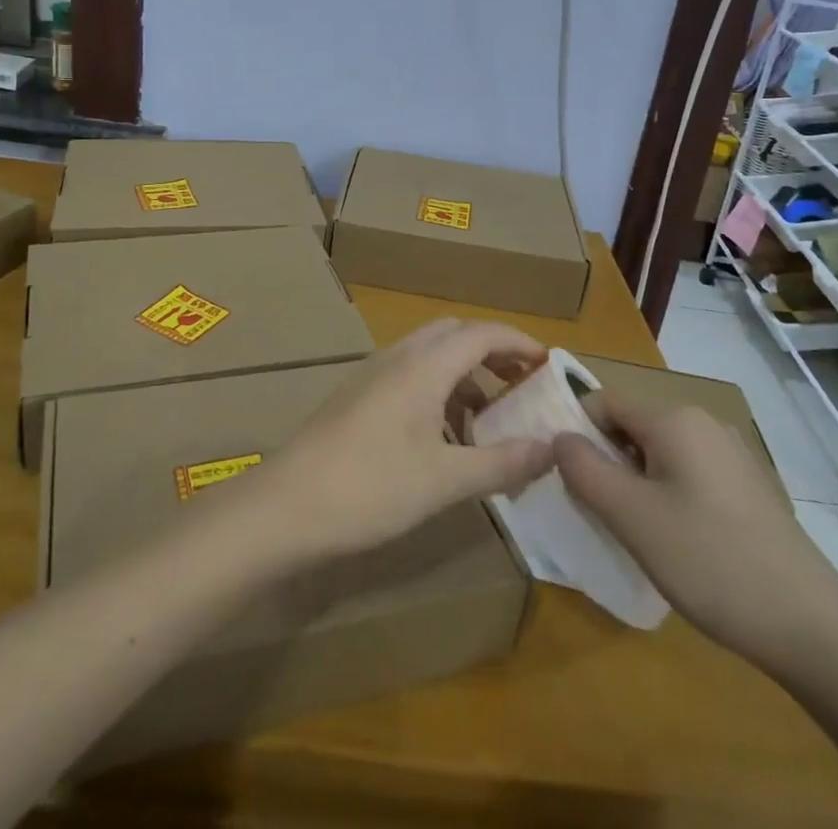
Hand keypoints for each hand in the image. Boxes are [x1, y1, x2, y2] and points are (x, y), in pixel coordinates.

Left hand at [243, 319, 555, 566]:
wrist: (287, 504)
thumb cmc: (371, 488)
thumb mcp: (445, 481)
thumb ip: (501, 462)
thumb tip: (550, 449)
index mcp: (424, 366)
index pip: (481, 333)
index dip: (518, 342)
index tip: (548, 363)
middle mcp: (398, 357)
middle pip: (453, 335)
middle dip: (491, 352)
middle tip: (520, 386)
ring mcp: (372, 374)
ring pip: (429, 355)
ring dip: (463, 373)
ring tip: (487, 419)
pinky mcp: (357, 396)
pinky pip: (408, 375)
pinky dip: (437, 389)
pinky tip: (443, 436)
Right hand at [554, 397, 837, 677]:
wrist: (814, 630)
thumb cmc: (711, 562)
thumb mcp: (631, 517)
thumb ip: (584, 469)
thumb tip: (559, 438)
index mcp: (674, 418)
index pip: (604, 401)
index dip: (577, 431)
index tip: (567, 478)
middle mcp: (703, 423)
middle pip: (632, 426)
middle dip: (605, 460)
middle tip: (598, 511)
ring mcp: (731, 455)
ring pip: (659, 453)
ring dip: (634, 482)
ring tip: (635, 533)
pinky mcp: (748, 488)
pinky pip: (688, 474)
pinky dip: (667, 495)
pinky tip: (676, 543)